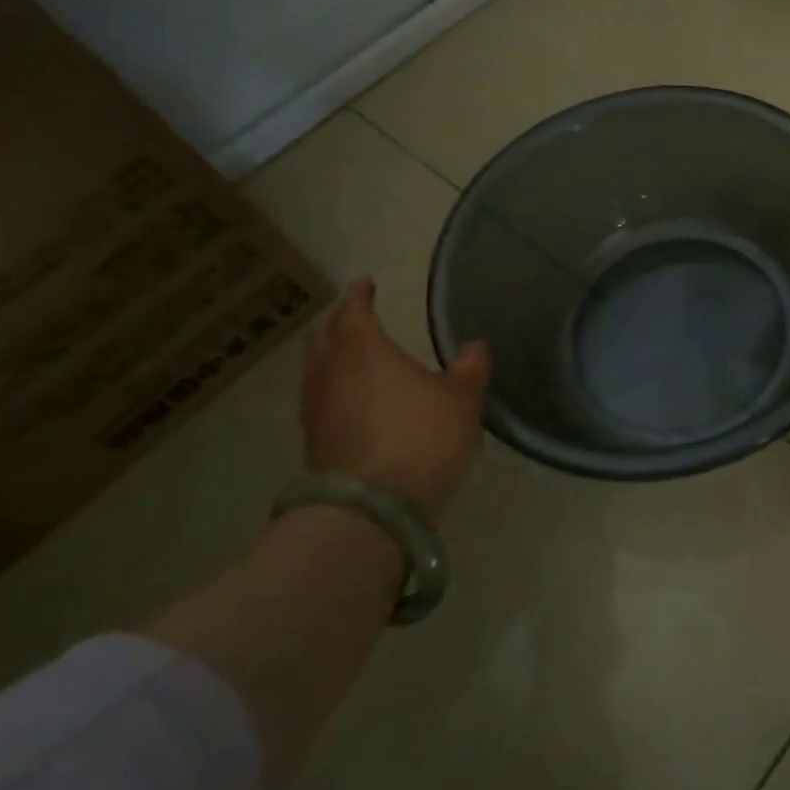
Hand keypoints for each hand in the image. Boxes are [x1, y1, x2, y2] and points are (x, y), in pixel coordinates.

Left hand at [300, 277, 489, 522]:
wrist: (372, 506)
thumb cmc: (422, 439)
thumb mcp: (462, 401)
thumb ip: (469, 369)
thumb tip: (475, 346)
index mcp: (365, 351)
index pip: (355, 311)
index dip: (360, 294)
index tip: (366, 282)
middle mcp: (332, 372)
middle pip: (324, 335)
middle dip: (338, 319)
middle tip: (352, 311)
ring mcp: (317, 408)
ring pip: (316, 366)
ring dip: (328, 351)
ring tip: (345, 349)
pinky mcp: (314, 439)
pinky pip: (318, 395)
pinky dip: (330, 382)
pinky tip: (346, 394)